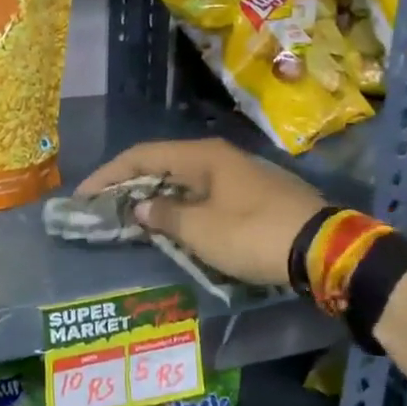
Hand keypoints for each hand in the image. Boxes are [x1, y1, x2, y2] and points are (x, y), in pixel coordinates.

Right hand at [77, 139, 328, 287]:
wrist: (323, 249)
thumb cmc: (253, 234)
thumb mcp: (201, 230)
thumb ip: (164, 216)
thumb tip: (141, 207)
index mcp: (202, 156)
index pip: (142, 155)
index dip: (108, 174)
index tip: (83, 196)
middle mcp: (218, 158)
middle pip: (161, 164)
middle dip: (129, 185)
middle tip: (102, 207)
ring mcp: (239, 175)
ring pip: (183, 180)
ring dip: (154, 198)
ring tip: (129, 218)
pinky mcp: (253, 196)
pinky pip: (202, 195)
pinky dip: (179, 207)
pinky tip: (171, 225)